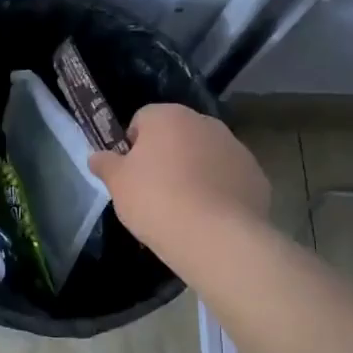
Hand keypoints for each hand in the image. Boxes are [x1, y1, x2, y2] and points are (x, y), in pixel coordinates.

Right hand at [90, 104, 270, 261]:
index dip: (132, 146)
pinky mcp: (256, 175)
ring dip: (195, 172)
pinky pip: (228, 178)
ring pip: (206, 155)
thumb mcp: (117, 184)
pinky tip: (209, 218)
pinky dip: (219, 191)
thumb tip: (96, 156)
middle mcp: (205, 122)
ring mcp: (236, 147)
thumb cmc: (156, 201)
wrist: (215, 236)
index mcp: (168, 116)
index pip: (142, 120)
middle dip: (166, 156)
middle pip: (177, 135)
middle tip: (155, 192)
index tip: (130, 175)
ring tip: (184, 208)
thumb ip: (105, 164)